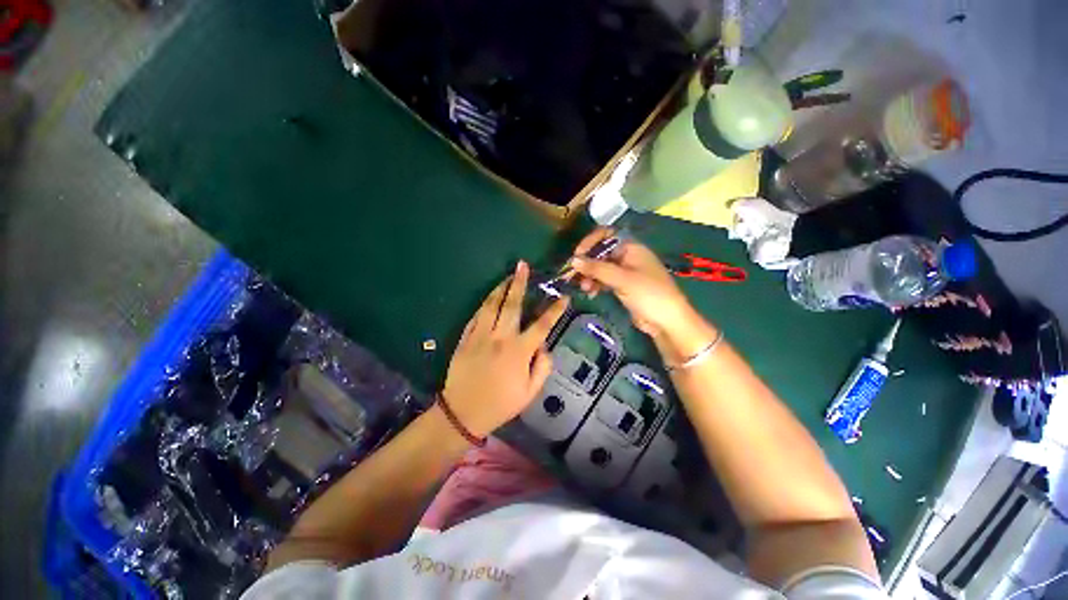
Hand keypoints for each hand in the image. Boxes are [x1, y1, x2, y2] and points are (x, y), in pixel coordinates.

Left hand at [441, 261, 568, 436]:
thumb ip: (542, 367)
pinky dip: (485, 303)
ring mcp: (480, 335)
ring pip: (491, 305)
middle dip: (520, 283)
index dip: (555, 310)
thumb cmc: (500, 404)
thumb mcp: (529, 393)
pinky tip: (490, 297)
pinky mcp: (465, 338)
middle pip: (512, 304)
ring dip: (501, 287)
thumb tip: (545, 346)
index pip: (542, 325)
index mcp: (519, 351)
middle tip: (523, 266)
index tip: (564, 297)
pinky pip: (477, 315)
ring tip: (508, 275)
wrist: (462, 413)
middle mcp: (500, 338)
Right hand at [571, 228, 695, 339]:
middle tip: (573, 276)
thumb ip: (597, 268)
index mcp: (631, 247)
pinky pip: (605, 281)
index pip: (606, 236)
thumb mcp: (622, 279)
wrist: (667, 321)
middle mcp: (627, 256)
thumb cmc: (648, 294)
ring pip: (601, 268)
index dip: (590, 243)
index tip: (577, 256)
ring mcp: (625, 272)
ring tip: (584, 288)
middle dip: (587, 264)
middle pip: (601, 253)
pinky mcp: (623, 286)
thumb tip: (573, 260)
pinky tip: (590, 293)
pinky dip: (596, 285)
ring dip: (590, 276)